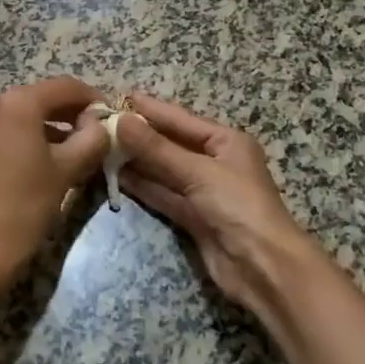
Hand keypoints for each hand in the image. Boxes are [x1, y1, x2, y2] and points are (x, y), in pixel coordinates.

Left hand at [0, 77, 108, 287]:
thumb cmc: (25, 206)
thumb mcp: (68, 171)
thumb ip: (92, 139)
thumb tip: (101, 124)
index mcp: (17, 103)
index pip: (65, 87)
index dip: (93, 98)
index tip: (113, 116)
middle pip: (42, 98)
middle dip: (72, 112)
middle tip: (98, 133)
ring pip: (24, 114)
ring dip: (52, 125)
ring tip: (78, 148)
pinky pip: (7, 129)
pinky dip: (30, 136)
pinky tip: (48, 158)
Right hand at [115, 92, 323, 316]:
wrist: (263, 267)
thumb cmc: (239, 207)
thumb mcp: (198, 172)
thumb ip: (157, 148)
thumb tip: (120, 121)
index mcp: (226, 141)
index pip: (180, 119)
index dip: (150, 109)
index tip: (119, 96)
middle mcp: (215, 162)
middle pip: (170, 143)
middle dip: (139, 134)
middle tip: (102, 122)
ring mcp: (203, 191)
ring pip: (163, 170)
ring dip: (136, 160)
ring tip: (101, 146)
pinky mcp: (193, 217)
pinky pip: (163, 194)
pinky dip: (142, 186)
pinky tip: (117, 175)